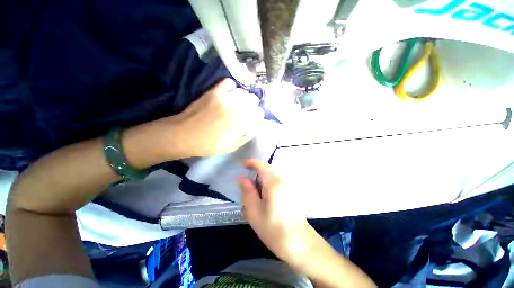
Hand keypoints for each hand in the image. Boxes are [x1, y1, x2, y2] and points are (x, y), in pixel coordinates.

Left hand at [162, 78, 263, 157]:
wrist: (184, 135)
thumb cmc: (209, 145)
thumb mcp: (232, 147)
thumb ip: (246, 136)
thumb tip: (254, 125)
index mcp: (241, 124)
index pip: (259, 112)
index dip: (258, 114)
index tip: (254, 117)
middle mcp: (236, 109)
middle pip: (254, 99)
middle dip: (253, 104)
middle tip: (248, 109)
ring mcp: (225, 99)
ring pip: (244, 91)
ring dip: (244, 96)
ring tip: (239, 101)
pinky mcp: (214, 92)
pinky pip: (229, 82)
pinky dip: (232, 87)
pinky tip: (230, 94)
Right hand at [240, 159, 315, 262]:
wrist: (299, 243)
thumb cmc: (273, 229)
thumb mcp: (254, 212)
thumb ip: (247, 191)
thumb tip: (242, 177)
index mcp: (274, 183)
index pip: (262, 165)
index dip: (251, 162)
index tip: (242, 165)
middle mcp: (283, 181)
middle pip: (267, 172)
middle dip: (256, 176)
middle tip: (248, 190)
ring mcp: (290, 186)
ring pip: (272, 178)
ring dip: (262, 183)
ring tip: (258, 199)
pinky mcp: (292, 192)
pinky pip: (278, 183)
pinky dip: (269, 187)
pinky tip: (268, 202)